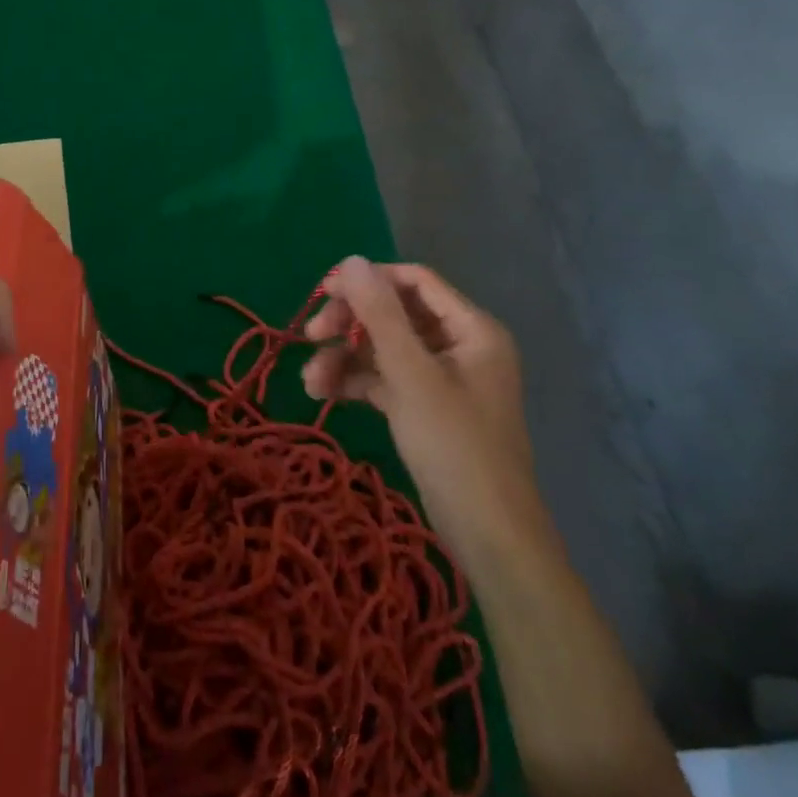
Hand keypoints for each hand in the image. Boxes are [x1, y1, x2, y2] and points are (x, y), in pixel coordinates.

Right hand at [301, 257, 531, 494]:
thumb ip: (380, 314)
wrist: (487, 536)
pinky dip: (356, 382)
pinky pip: (385, 380)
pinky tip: (324, 395)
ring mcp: (441, 378)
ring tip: (310, 381)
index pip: (414, 281)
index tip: (323, 292)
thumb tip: (351, 260)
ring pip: (384, 349)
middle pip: (394, 314)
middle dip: (350, 324)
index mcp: (471, 328)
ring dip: (344, 358)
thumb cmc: (454, 445)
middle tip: (310, 335)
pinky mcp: (425, 407)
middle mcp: (458, 346)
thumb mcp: (411, 375)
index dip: (368, 280)